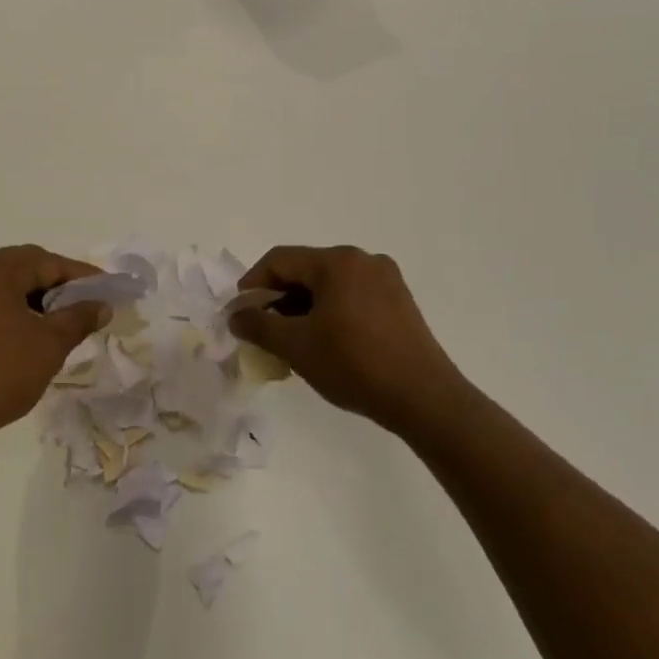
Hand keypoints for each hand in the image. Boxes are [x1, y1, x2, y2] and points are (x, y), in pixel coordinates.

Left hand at [0, 245, 109, 449]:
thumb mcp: (49, 345)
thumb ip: (79, 318)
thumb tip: (102, 305)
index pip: (46, 262)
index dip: (80, 275)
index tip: (107, 288)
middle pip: (22, 265)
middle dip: (56, 283)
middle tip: (87, 303)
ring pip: (3, 281)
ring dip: (33, 294)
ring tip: (62, 317)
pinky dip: (10, 304)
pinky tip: (30, 326)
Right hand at [228, 245, 465, 433]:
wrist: (423, 397)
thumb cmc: (353, 364)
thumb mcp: (296, 346)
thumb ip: (258, 325)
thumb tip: (236, 315)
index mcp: (337, 262)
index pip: (280, 260)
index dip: (252, 284)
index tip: (240, 314)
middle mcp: (364, 261)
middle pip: (305, 270)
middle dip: (278, 299)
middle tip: (264, 331)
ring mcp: (386, 280)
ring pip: (329, 285)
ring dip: (303, 308)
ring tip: (292, 342)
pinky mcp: (399, 302)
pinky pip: (351, 297)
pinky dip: (329, 313)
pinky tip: (324, 343)